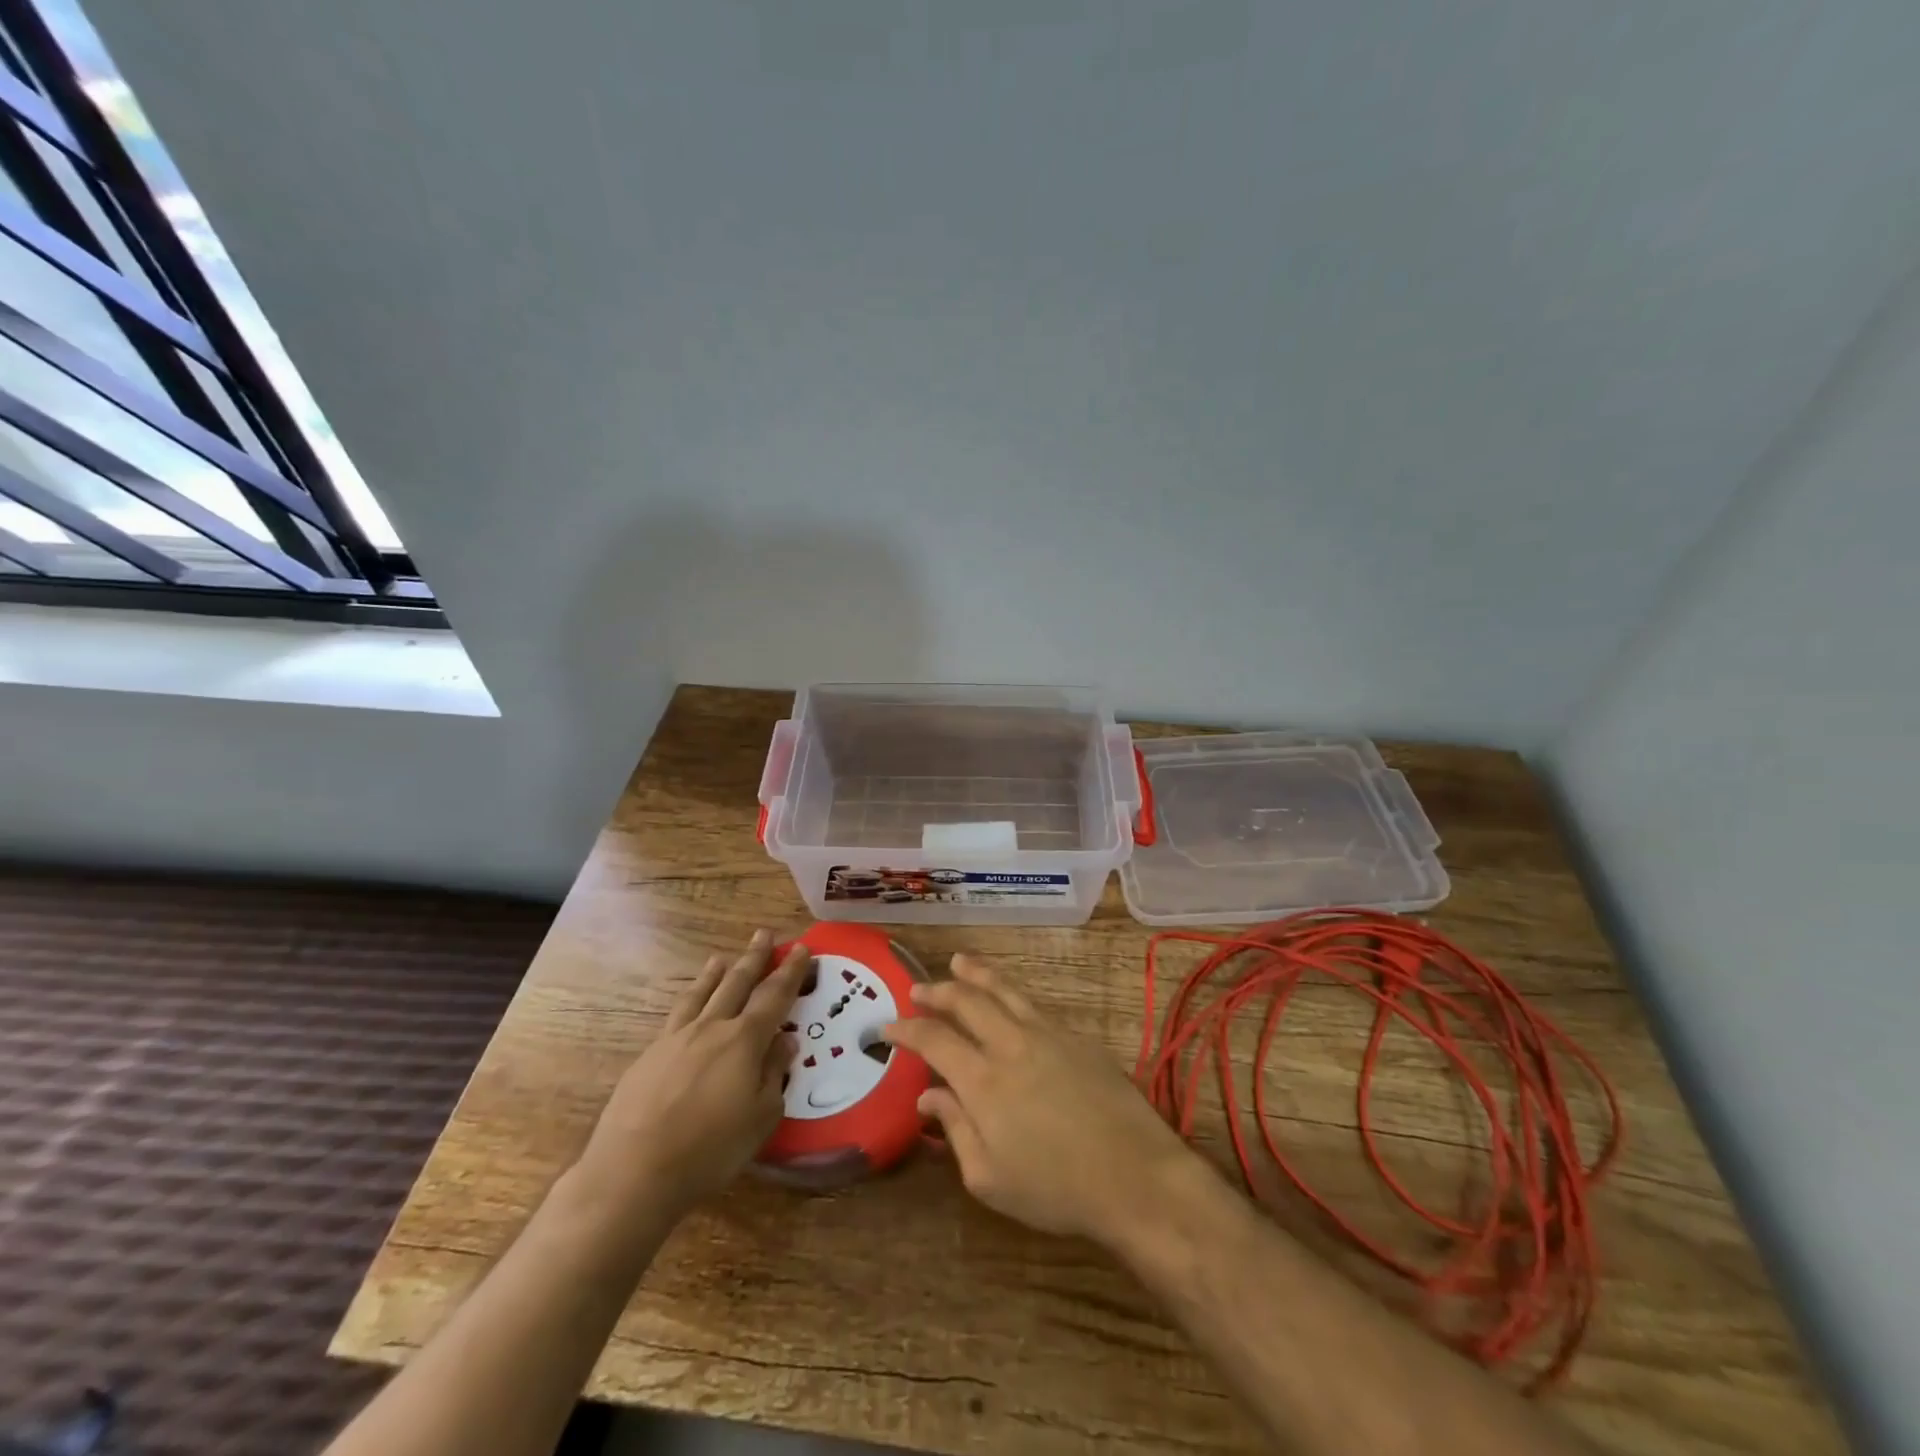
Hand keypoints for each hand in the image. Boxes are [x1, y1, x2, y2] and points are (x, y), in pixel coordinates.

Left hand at [572, 930, 806, 1223]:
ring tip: (722, 958)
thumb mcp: (761, 1117)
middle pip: (737, 983)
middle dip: (754, 958)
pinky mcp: (649, 1056)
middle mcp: (711, 1028)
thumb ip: (774, 1073)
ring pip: (701, 994)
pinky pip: (676, 1014)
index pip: (775, 996)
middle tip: (764, 934)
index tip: (802, 949)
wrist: (634, 1171)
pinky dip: (689, 999)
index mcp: (744, 1040)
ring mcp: (676, 1039)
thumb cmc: (709, 1149)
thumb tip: (784, 1040)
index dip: (791, 972)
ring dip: (715, 974)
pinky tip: (688, 1004)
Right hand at [883, 954, 1195, 1244]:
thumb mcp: (990, 1178)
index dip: (907, 1030)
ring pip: (1004, 990)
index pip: (934, 1040)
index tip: (888, 1026)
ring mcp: (1048, 1034)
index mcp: (983, 1081)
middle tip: (918, 988)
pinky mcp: (1076, 1036)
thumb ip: (956, 1130)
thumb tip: (928, 1096)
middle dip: (938, 991)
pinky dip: (1011, 993)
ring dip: (976, 974)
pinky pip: (1033, 1005)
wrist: (1134, 1175)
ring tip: (958, 962)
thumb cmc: (1056, 1189)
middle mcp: (1011, 1045)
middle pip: (967, 1002)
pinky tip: (1008, 997)